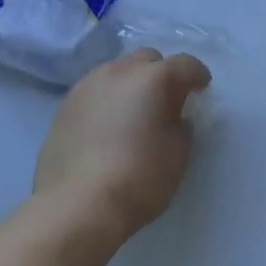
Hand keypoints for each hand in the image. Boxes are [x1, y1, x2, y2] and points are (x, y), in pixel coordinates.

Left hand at [34, 49, 211, 243]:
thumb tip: (172, 117)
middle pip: (148, 59)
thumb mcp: (179, 153)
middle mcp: (120, 71)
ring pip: (117, 71)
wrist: (76, 206)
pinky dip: (108, 100)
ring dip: (131, 84)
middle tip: (166, 100)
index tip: (201, 91)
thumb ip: (181, 125)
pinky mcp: (64, 106)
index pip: (185, 64)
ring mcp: (87, 86)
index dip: (197, 76)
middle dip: (161, 73)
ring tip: (134, 112)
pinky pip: (95, 92)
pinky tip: (108, 127)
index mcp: (154, 78)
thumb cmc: (139, 178)